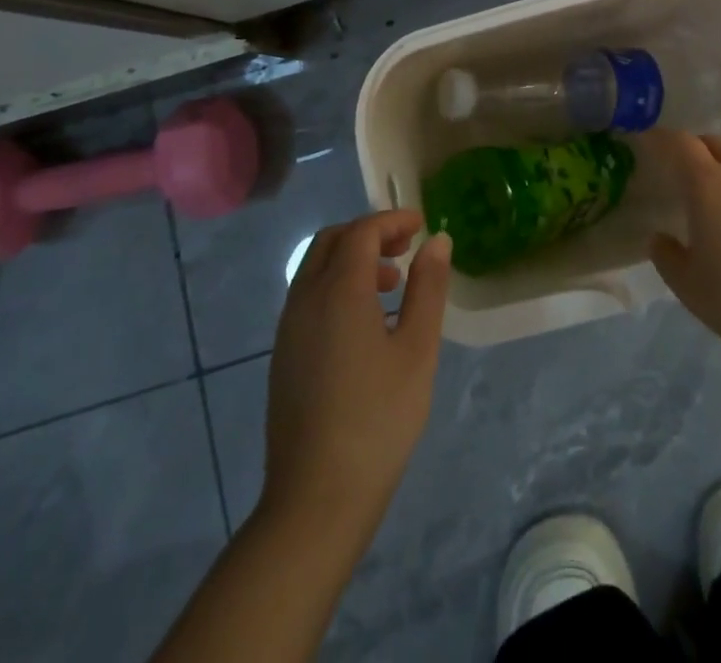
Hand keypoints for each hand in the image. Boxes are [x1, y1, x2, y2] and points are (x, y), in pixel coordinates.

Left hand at [261, 211, 451, 535]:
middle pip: (332, 241)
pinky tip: (366, 322)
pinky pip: (309, 296)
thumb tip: (437, 241)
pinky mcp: (283, 355)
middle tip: (406, 248)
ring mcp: (288, 328)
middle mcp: (305, 298)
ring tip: (392, 285)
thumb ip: (427, 287)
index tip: (421, 226)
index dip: (393, 221)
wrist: (316, 498)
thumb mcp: (417, 349)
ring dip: (352, 260)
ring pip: (316, 268)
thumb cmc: (378, 418)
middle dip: (370, 233)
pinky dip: (337, 285)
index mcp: (338, 290)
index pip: (362, 232)